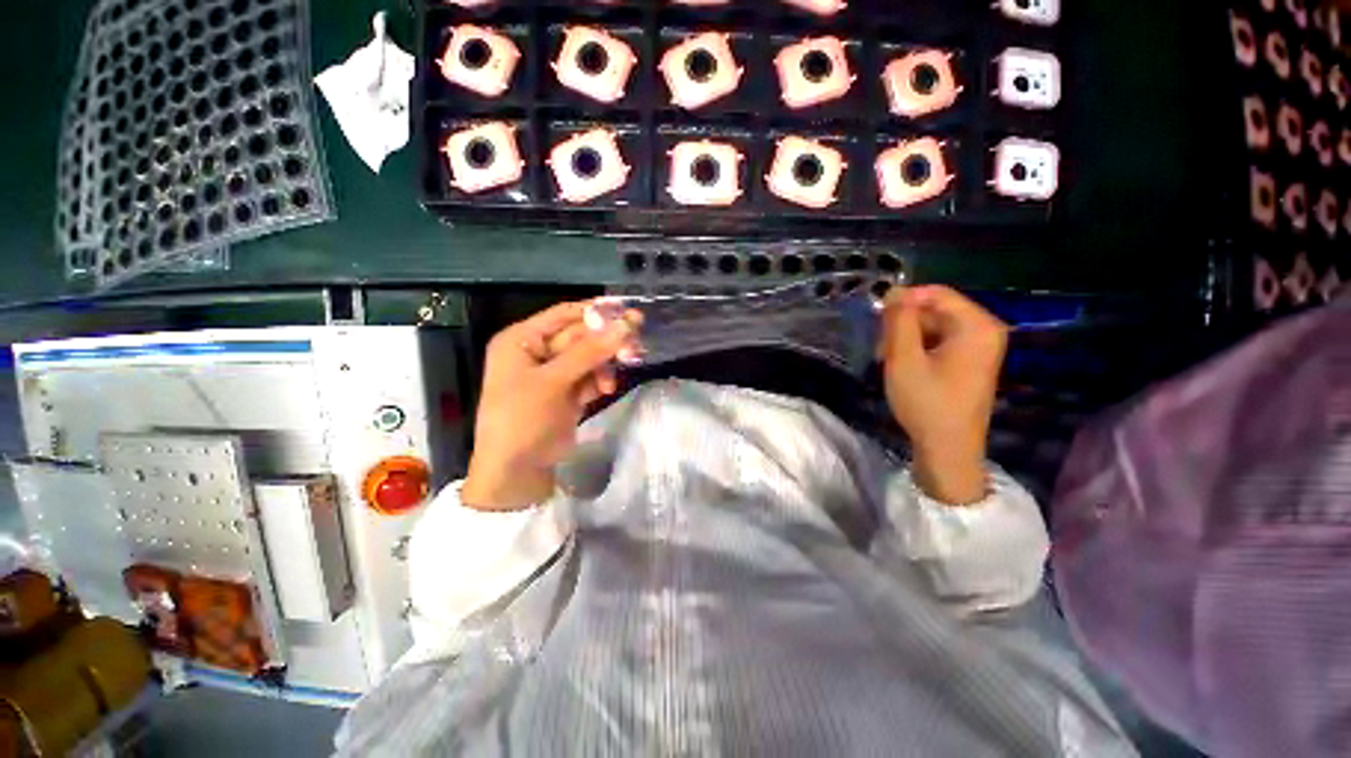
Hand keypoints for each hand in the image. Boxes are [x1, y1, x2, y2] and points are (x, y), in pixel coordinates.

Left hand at [462, 301, 638, 510]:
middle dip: (606, 342)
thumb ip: (590, 352)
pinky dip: (601, 380)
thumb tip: (625, 325)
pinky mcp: (568, 392)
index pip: (564, 314)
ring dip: (605, 365)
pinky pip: (591, 376)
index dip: (595, 311)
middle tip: (635, 345)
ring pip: (590, 357)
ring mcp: (555, 373)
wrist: (517, 472)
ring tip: (612, 381)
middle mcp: (538, 351)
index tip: (627, 310)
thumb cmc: (523, 419)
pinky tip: (606, 390)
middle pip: (581, 336)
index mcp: (522, 340)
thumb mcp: (553, 382)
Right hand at [876, 286, 1008, 505]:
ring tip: (888, 360)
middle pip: (935, 310)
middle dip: (904, 324)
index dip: (903, 302)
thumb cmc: (926, 403)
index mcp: (977, 325)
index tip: (877, 322)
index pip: (935, 293)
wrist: (948, 449)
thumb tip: (893, 291)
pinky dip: (917, 349)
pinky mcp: (970, 361)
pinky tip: (903, 366)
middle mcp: (984, 330)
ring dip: (906, 338)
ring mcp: (979, 347)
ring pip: (934, 326)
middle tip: (881, 348)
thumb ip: (899, 321)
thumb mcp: (904, 359)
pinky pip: (939, 341)